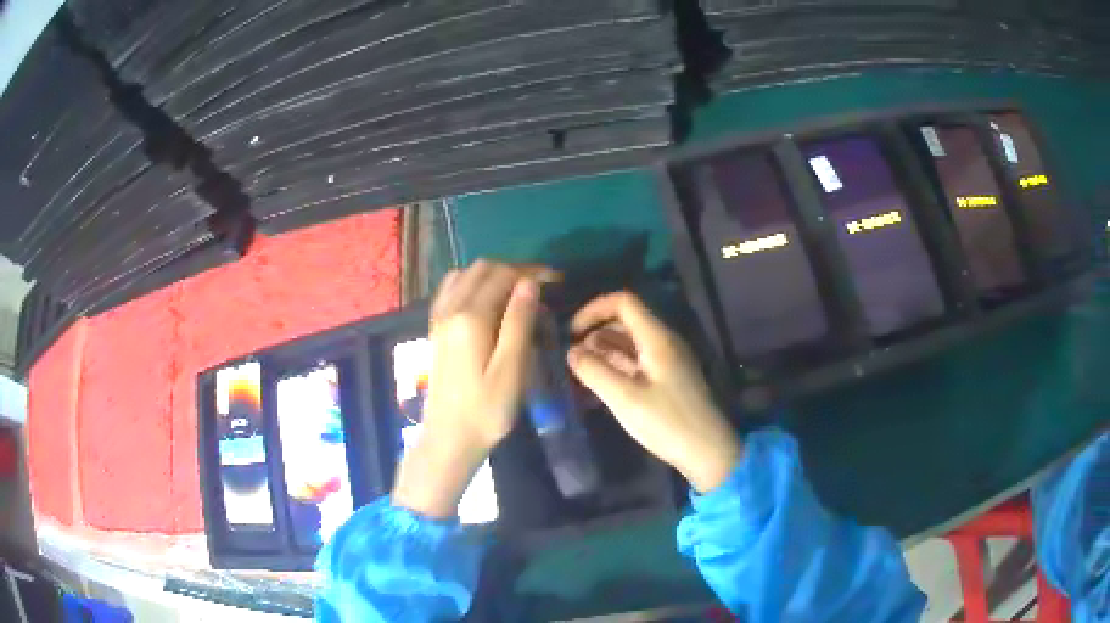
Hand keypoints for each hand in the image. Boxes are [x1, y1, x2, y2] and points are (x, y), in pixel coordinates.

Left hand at [392, 260, 556, 518]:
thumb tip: (529, 283)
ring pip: (465, 275)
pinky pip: (451, 290)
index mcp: (471, 317)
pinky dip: (471, 284)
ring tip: (517, 292)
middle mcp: (451, 309)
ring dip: (492, 274)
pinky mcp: (436, 329)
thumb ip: (519, 323)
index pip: (502, 275)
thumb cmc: (487, 410)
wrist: (449, 438)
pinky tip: (486, 301)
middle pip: (482, 269)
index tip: (556, 279)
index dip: (531, 272)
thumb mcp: (511, 370)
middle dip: (513, 269)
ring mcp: (439, 318)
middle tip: (541, 286)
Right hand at [567, 292, 740, 492]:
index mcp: (657, 338)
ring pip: (630, 342)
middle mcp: (664, 342)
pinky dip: (616, 364)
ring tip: (580, 369)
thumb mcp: (624, 399)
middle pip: (625, 320)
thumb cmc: (667, 423)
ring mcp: (667, 360)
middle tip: (571, 355)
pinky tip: (599, 381)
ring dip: (604, 349)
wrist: (707, 451)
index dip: (594, 310)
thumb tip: (571, 352)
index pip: (623, 302)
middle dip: (596, 331)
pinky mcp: (667, 378)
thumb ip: (594, 371)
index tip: (571, 333)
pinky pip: (637, 360)